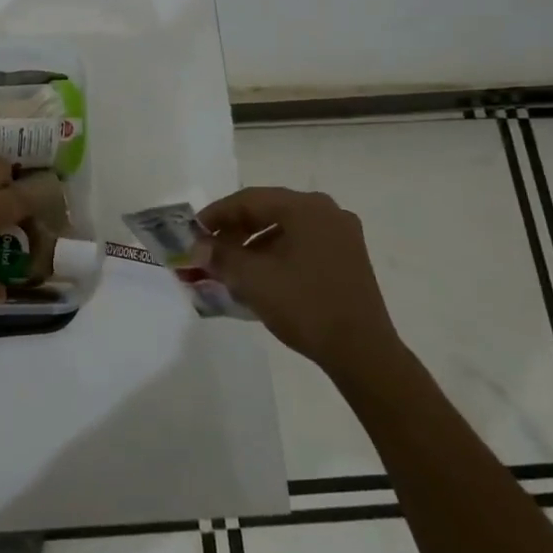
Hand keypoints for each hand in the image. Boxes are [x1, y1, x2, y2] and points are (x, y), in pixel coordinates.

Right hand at [198, 187, 402, 376]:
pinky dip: (274, 253)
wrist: (361, 352)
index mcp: (306, 208)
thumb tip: (197, 246)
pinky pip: (301, 243)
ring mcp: (341, 235)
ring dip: (252, 243)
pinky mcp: (346, 257)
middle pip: (267, 210)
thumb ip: (220, 255)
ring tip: (228, 265)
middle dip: (233, 230)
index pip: (248, 200)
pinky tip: (257, 274)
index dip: (215, 215)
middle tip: (207, 249)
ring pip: (284, 228)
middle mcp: (327, 212)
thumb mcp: (253, 279)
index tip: (191, 233)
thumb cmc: (304, 306)